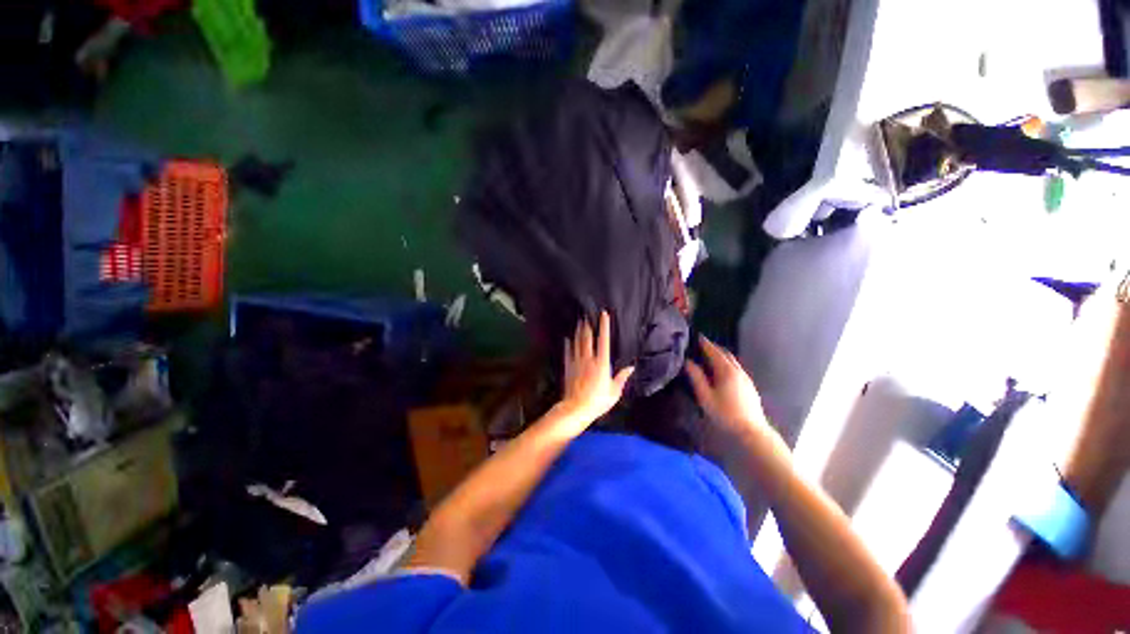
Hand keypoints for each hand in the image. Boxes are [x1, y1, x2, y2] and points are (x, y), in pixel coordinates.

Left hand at [559, 311, 634, 427]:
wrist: (576, 408)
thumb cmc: (598, 401)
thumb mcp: (614, 391)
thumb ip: (622, 377)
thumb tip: (631, 367)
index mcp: (602, 363)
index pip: (604, 340)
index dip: (604, 326)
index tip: (604, 315)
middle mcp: (589, 359)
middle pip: (588, 338)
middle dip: (588, 325)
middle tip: (587, 314)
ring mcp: (577, 362)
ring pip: (577, 343)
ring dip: (578, 332)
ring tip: (579, 322)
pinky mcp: (568, 367)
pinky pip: (568, 353)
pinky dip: (568, 345)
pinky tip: (567, 339)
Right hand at [686, 336, 785, 453]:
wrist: (751, 431)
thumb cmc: (725, 413)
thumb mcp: (705, 396)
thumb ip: (696, 377)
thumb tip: (688, 362)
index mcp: (726, 371)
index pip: (714, 351)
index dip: (705, 343)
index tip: (697, 336)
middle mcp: (738, 371)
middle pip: (726, 354)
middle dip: (714, 347)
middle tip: (701, 345)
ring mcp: (746, 378)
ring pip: (732, 361)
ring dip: (721, 356)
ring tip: (709, 356)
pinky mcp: (749, 386)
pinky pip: (736, 368)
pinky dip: (727, 364)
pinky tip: (721, 372)